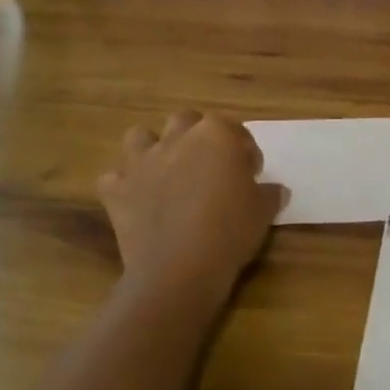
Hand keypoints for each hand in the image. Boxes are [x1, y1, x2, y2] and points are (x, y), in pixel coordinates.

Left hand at [97, 112, 281, 301]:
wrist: (179, 269)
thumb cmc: (229, 232)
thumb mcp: (262, 212)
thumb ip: (269, 194)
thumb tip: (276, 190)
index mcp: (216, 135)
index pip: (234, 131)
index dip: (244, 151)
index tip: (250, 174)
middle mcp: (177, 138)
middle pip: (186, 121)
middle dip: (196, 137)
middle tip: (208, 166)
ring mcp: (142, 161)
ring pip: (140, 136)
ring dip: (151, 148)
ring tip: (165, 172)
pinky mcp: (118, 189)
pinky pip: (114, 178)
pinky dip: (123, 186)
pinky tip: (135, 202)